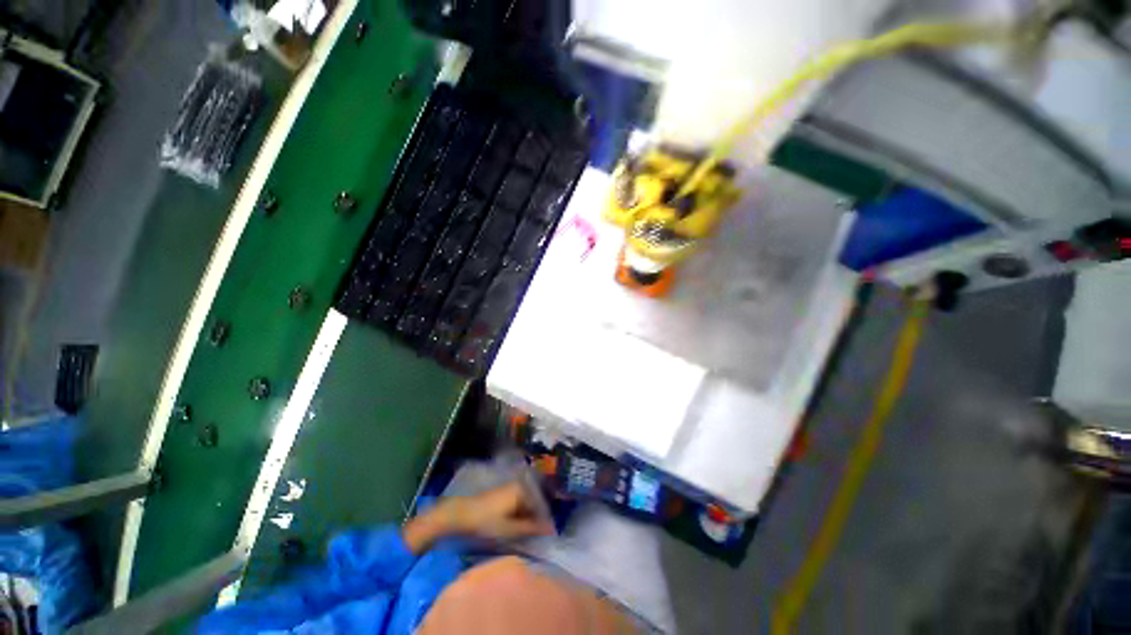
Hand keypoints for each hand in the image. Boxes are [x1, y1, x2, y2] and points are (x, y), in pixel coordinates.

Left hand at [443, 481, 554, 540]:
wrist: (460, 514)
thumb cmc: (486, 522)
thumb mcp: (510, 529)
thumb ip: (531, 529)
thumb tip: (550, 530)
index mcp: (523, 490)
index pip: (541, 507)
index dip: (544, 523)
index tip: (546, 538)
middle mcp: (519, 485)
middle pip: (533, 505)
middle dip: (535, 521)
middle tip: (535, 539)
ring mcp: (510, 488)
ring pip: (525, 505)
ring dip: (527, 519)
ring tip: (525, 536)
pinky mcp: (502, 494)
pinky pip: (517, 504)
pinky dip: (519, 516)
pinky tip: (515, 528)